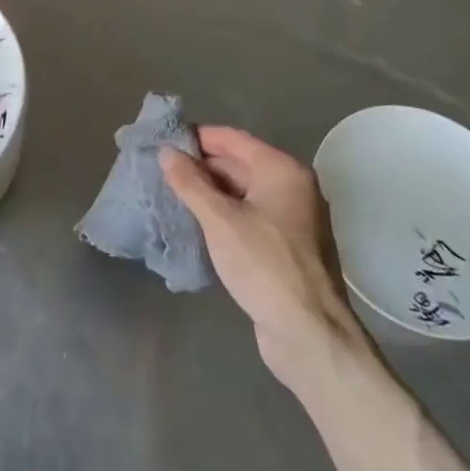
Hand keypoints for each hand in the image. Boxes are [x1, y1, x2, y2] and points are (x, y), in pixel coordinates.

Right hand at [161, 127, 365, 383]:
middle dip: (200, 166)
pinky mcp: (286, 247)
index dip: (198, 137)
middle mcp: (292, 187)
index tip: (164, 140)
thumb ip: (190, 183)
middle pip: (239, 164)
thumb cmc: (264, 264)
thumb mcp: (219, 219)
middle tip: (160, 169)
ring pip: (243, 193)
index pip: (233, 139)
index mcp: (282, 170)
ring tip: (170, 193)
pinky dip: (223, 215)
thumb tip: (167, 153)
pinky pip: (248, 217)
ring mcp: (292, 219)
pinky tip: (195, 223)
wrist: (309, 333)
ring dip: (209, 192)